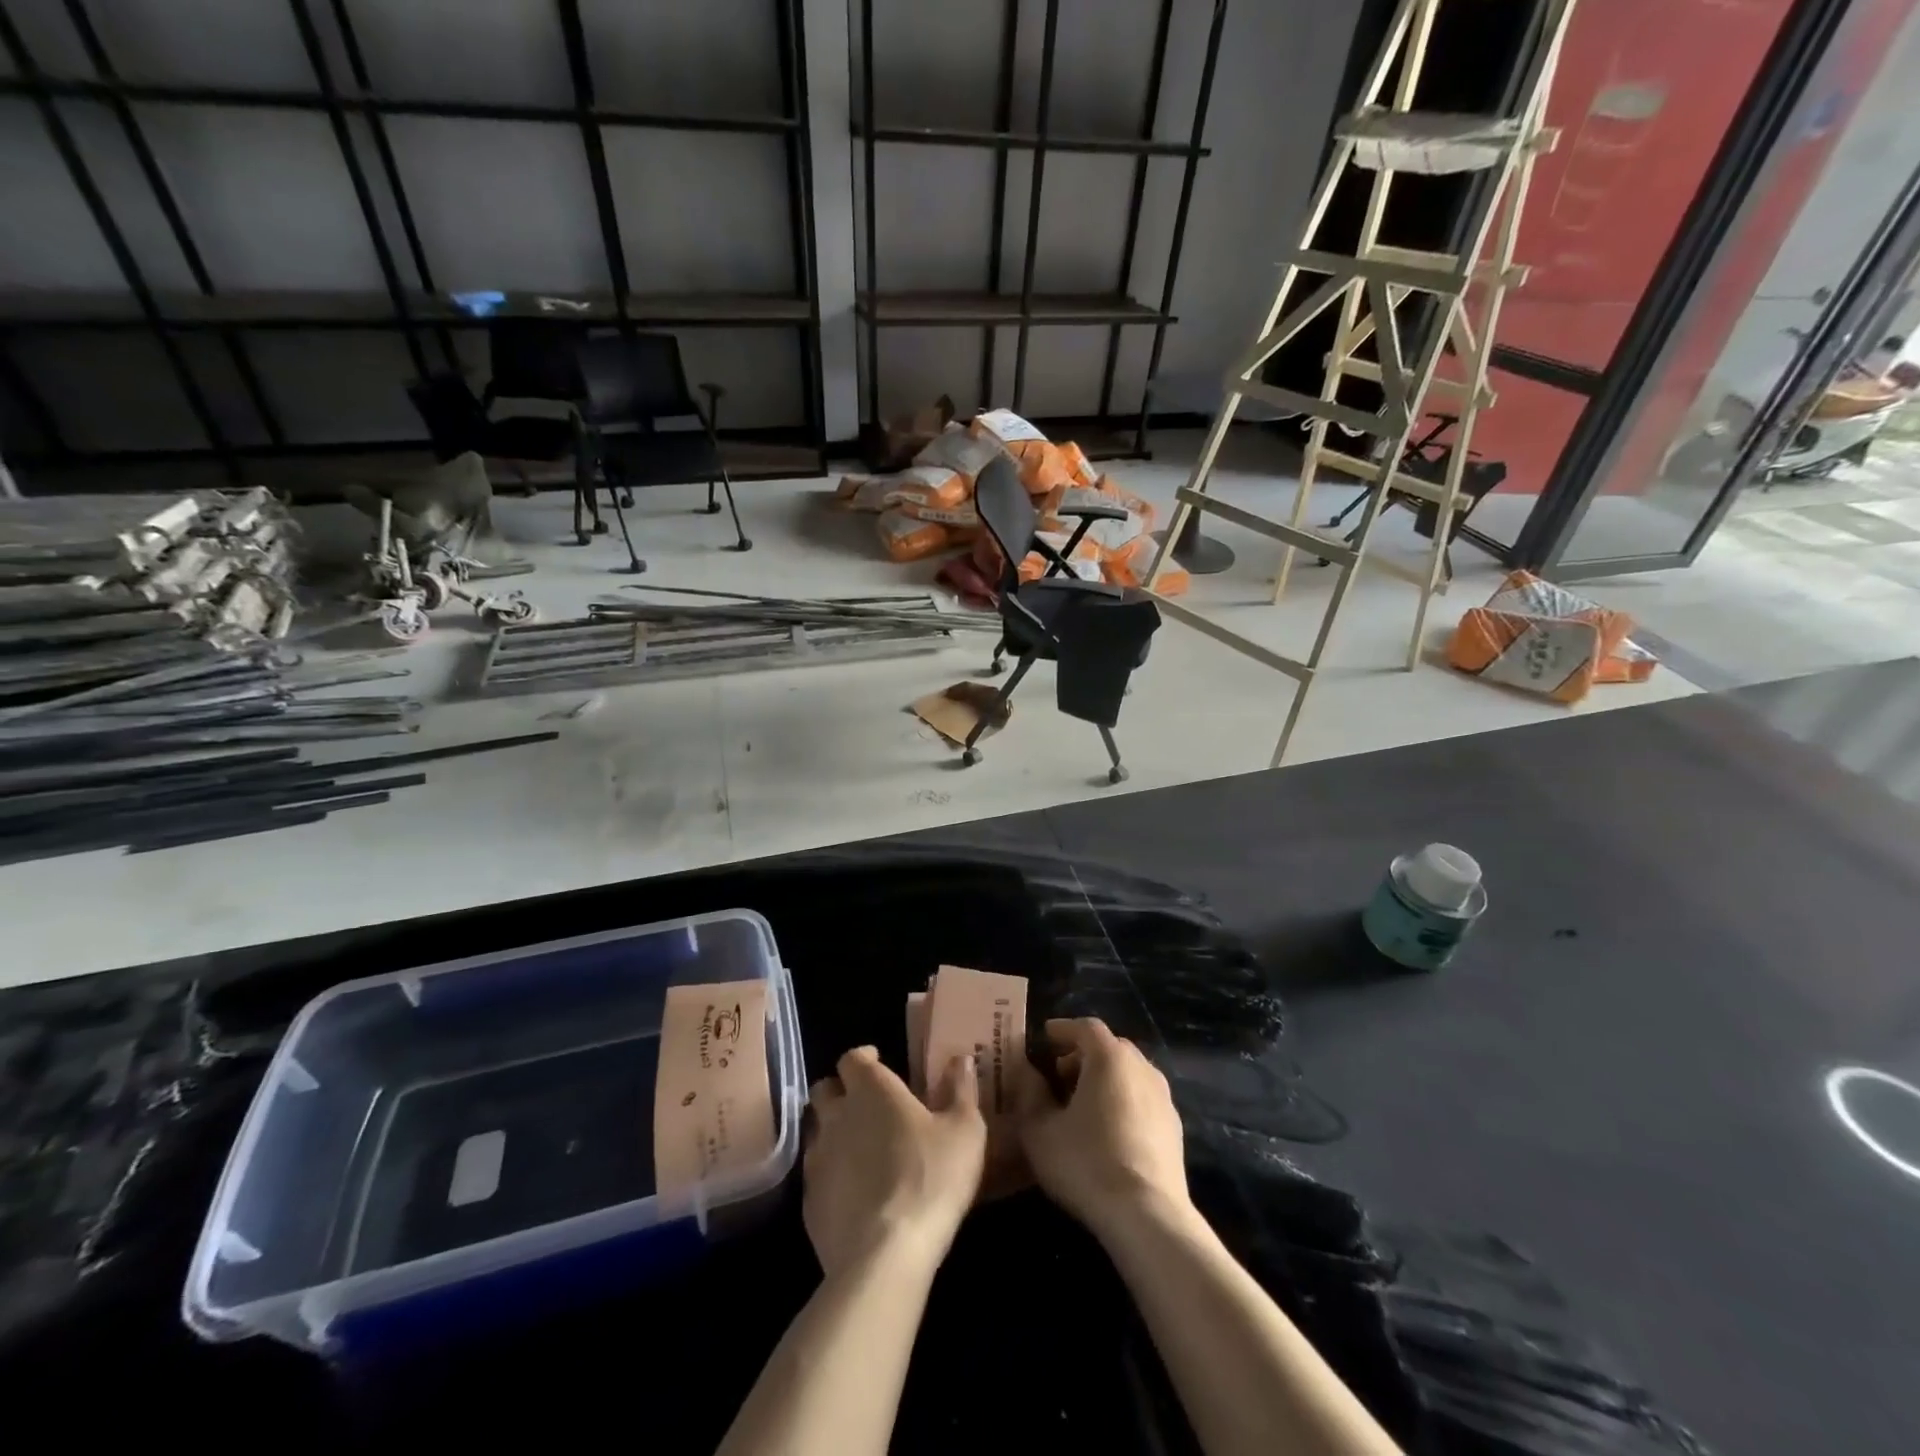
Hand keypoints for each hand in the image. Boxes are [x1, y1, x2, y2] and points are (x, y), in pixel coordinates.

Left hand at [803, 1046, 986, 1278]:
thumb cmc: (931, 1179)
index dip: (864, 1058)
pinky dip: (831, 1173)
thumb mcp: (965, 1131)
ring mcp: (817, 1159)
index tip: (879, 1062)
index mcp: (871, 1090)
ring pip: (816, 1131)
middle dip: (841, 1090)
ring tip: (858, 1147)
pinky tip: (852, 1191)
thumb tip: (960, 1058)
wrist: (885, 1255)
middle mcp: (837, 1116)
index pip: (852, 1058)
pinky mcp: (809, 1202)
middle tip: (866, 1103)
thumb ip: (961, 1089)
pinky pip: (815, 1174)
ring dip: (833, 1131)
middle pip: (825, 1090)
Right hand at [1016, 1018, 1189, 1239]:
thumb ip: (1029, 1094)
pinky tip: (1108, 1130)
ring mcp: (1163, 1097)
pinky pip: (1142, 1099)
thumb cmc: (1086, 1163)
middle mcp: (1141, 1067)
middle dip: (1082, 1055)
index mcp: (1109, 1057)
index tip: (1044, 1037)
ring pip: (1129, 1074)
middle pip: (1110, 1048)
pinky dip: (1123, 1101)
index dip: (1062, 1029)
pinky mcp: (1175, 1128)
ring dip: (1104, 1079)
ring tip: (1082, 1104)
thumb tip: (1026, 1072)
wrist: (1147, 1216)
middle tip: (1058, 1075)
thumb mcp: (1039, 1130)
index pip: (1085, 1027)